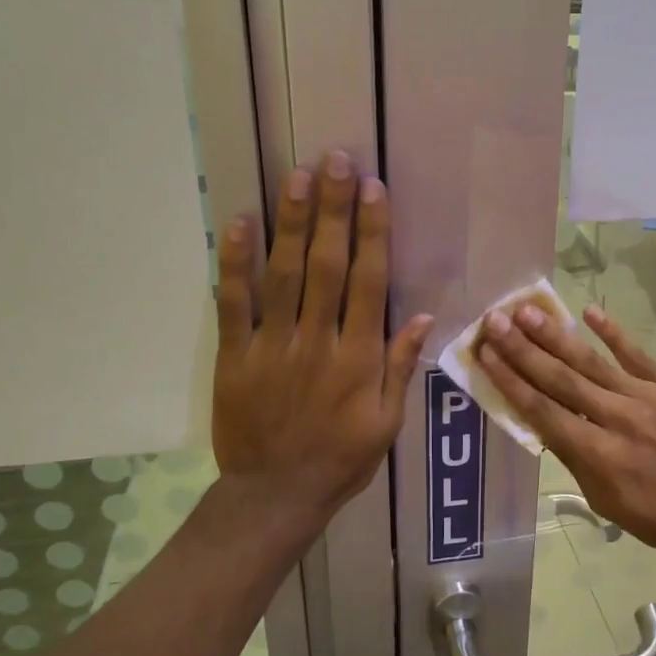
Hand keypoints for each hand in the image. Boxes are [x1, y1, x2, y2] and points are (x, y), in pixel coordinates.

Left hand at [212, 152, 432, 525]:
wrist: (275, 495)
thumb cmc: (341, 460)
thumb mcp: (387, 423)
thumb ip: (400, 367)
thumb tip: (422, 315)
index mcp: (359, 358)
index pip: (368, 282)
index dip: (372, 232)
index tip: (372, 190)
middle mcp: (317, 341)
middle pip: (326, 265)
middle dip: (333, 210)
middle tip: (335, 160)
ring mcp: (272, 346)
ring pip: (282, 274)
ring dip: (291, 222)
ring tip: (298, 176)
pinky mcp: (234, 356)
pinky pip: (233, 303)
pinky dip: (235, 263)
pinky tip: (241, 223)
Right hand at [476, 302, 655, 565]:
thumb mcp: (606, 501)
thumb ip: (574, 458)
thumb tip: (545, 424)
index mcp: (596, 453)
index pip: (542, 410)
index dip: (509, 380)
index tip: (485, 353)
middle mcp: (616, 417)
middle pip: (560, 378)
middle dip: (522, 349)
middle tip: (494, 321)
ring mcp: (646, 397)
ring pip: (592, 360)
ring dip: (556, 335)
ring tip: (527, 311)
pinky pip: (637, 354)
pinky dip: (613, 333)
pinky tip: (589, 312)